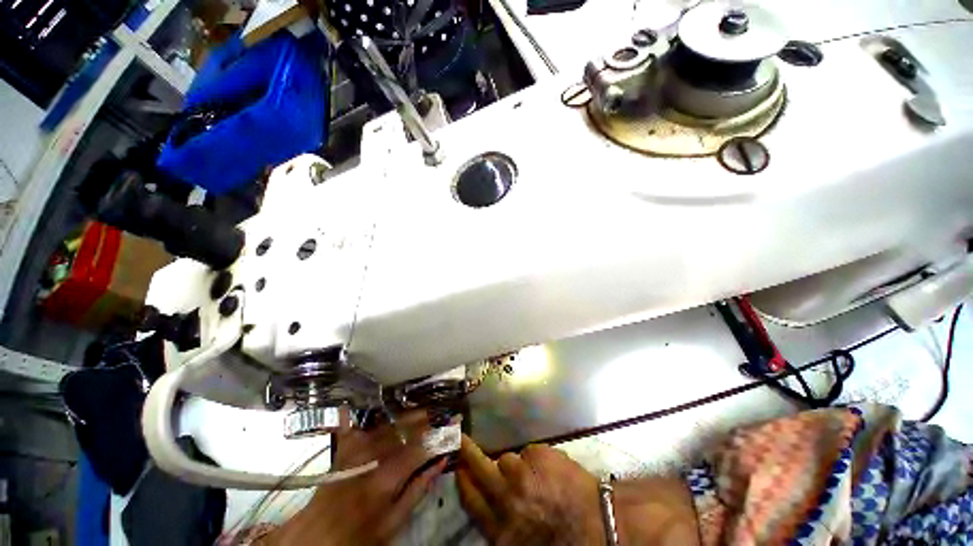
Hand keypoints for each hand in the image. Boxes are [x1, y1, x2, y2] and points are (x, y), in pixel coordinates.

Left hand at [267, 410, 444, 545]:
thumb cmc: (359, 535)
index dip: (441, 432)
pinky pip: (352, 423)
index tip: (455, 420)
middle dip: (427, 418)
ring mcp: (355, 448)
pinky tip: (364, 402)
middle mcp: (373, 455)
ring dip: (407, 414)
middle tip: (441, 412)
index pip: (422, 445)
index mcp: (388, 476)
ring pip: (387, 423)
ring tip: (422, 410)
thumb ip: (418, 490)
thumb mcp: (393, 522)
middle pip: (406, 428)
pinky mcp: (343, 447)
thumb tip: (441, 462)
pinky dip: (359, 412)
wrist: (316, 538)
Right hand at [456, 435, 604, 544]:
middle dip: (467, 453)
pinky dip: (536, 459)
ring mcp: (523, 474)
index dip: (463, 481)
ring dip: (516, 465)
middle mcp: (507, 500)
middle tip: (460, 438)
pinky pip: (528, 451)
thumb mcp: (524, 541)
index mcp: (502, 530)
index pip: (472, 501)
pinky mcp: (538, 454)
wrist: (601, 524)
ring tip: (535, 477)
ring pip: (507, 458)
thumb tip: (488, 495)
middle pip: (480, 470)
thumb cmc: (562, 539)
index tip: (457, 467)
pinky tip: (552, 472)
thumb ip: (502, 523)